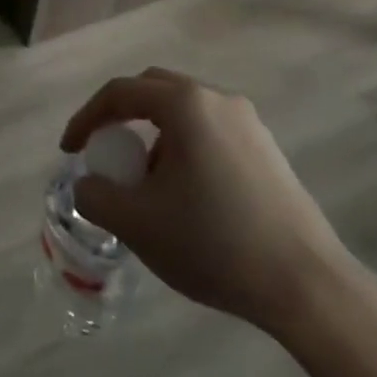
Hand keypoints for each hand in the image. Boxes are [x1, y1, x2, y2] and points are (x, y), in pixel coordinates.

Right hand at [62, 67, 358, 337]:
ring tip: (146, 185)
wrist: (307, 285)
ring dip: (153, 136)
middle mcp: (218, 100)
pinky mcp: (268, 150)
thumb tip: (89, 185)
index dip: (86, 118)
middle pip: (153, 91)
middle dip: (121, 118)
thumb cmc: (214, 243)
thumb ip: (95, 196)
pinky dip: (183, 149)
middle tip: (106, 153)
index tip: (70, 152)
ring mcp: (249, 123)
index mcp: (185, 105)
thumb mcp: (136, 223)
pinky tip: (186, 196)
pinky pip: (210, 132)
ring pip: (184, 113)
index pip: (119, 93)